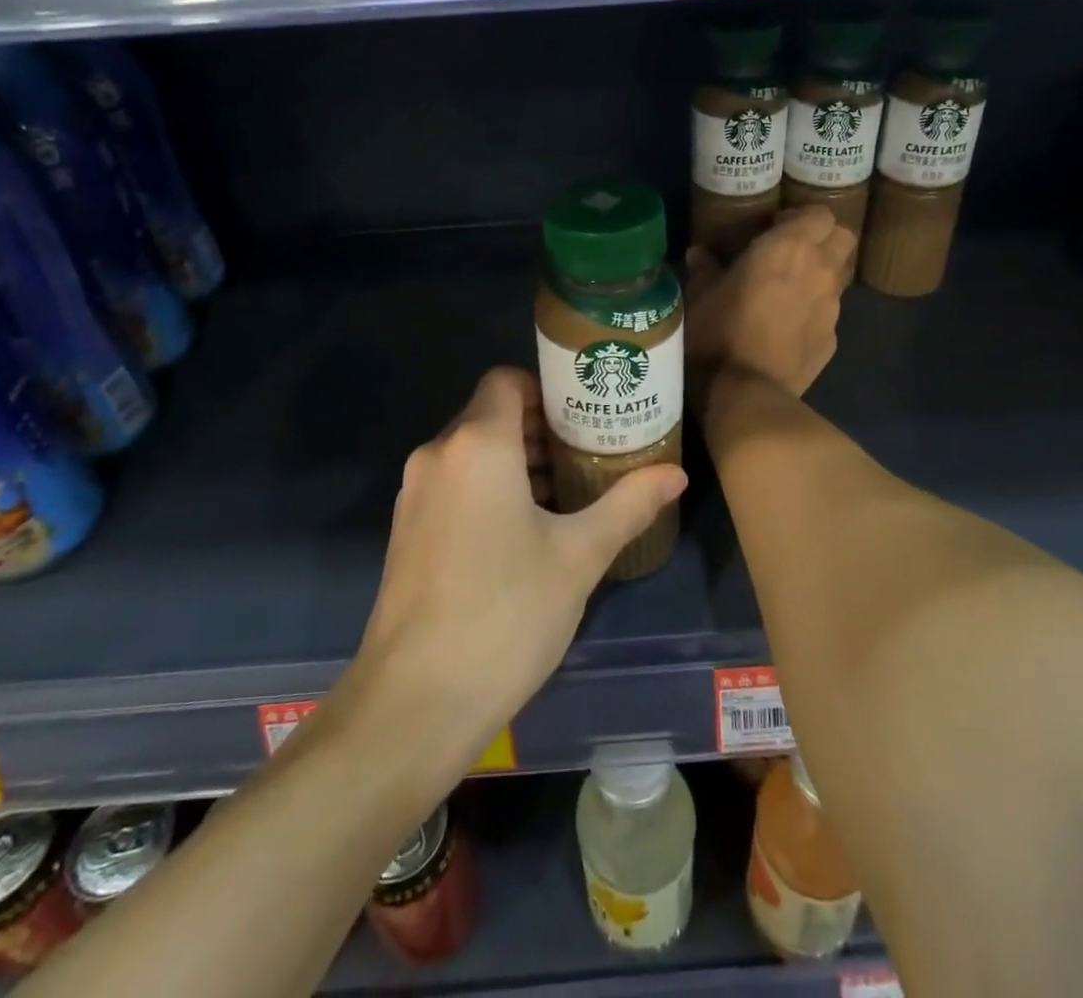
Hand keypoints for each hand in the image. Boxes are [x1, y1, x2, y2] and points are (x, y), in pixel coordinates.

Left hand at [353, 367, 687, 762]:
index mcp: (476, 444)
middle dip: (542, 430)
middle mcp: (437, 455)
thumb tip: (675, 474)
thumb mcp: (579, 556)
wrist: (414, 703)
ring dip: (518, 463)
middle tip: (591, 456)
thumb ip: (628, 505)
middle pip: (492, 415)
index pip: (508, 380)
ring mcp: (414, 494)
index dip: (548, 389)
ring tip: (568, 496)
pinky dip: (490, 489)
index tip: (586, 417)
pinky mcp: (406, 530)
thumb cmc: (505, 614)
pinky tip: (526, 534)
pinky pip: (455, 485)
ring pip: (473, 453)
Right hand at [685, 205, 854, 405]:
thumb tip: (699, 253)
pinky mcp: (832, 339)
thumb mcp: (698, 296)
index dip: (801, 218)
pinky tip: (788, 329)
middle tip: (793, 252)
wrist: (745, 392)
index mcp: (787, 247)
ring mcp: (831, 307)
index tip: (776, 227)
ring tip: (790, 291)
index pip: (820, 214)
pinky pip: (828, 314)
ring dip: (821, 275)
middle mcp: (819, 270)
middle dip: (824, 239)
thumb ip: (704, 269)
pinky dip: (813, 313)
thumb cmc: (717, 332)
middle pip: (843, 238)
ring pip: (839, 276)